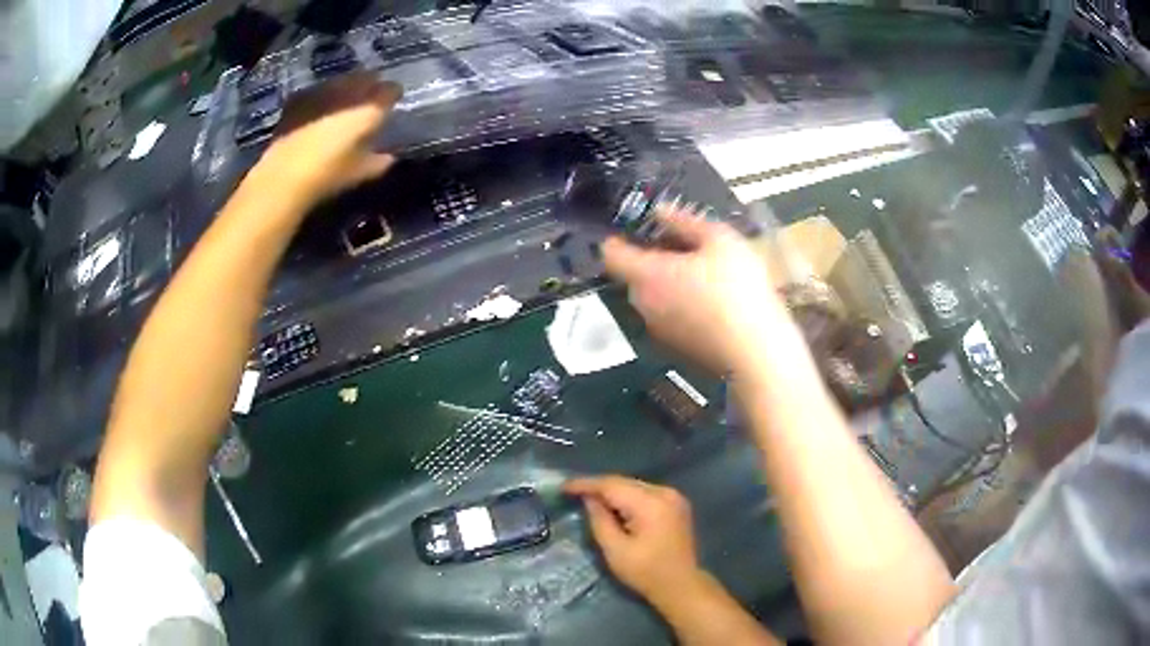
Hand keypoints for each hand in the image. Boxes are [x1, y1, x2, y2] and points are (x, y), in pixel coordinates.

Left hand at [252, 73, 402, 203]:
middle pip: (363, 79)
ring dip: (346, 86)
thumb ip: (377, 162)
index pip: (389, 91)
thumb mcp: (358, 173)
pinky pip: (317, 91)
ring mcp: (321, 93)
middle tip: (372, 92)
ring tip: (347, 96)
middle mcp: (347, 93)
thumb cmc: (327, 175)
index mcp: (368, 109)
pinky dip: (323, 96)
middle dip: (369, 84)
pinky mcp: (298, 100)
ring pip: (340, 81)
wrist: (283, 175)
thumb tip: (388, 158)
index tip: (395, 97)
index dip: (393, 94)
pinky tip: (321, 106)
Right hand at [564, 475, 702, 603]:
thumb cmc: (645, 572)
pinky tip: (615, 506)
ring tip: (590, 499)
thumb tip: (589, 499)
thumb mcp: (615, 550)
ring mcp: (674, 497)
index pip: (612, 485)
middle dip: (599, 487)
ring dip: (613, 491)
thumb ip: (599, 520)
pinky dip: (628, 497)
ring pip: (635, 486)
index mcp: (651, 504)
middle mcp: (665, 493)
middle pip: (625, 482)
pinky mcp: (677, 504)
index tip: (564, 487)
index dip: (586, 484)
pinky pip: (646, 493)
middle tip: (574, 493)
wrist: (681, 585)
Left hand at [603, 207, 795, 376]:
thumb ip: (685, 221)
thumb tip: (660, 211)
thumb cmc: (738, 289)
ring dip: (670, 282)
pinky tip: (714, 302)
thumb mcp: (720, 241)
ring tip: (707, 273)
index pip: (610, 253)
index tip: (638, 228)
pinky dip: (681, 305)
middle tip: (687, 247)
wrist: (756, 353)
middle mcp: (643, 305)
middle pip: (634, 275)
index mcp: (647, 276)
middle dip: (654, 258)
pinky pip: (669, 317)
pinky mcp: (676, 348)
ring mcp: (658, 330)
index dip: (619, 236)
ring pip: (654, 297)